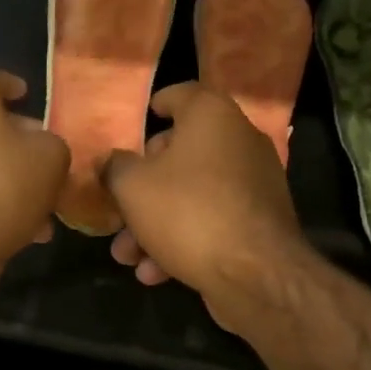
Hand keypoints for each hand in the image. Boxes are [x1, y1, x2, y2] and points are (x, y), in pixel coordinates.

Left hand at [0, 69, 69, 279]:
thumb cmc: (2, 181)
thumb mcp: (51, 155)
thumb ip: (52, 143)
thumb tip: (43, 149)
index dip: (13, 87)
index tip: (28, 95)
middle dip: (17, 140)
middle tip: (45, 154)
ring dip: (10, 178)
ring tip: (43, 202)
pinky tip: (26, 229)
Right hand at [101, 83, 308, 327]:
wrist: (255, 275)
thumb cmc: (187, 212)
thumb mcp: (132, 187)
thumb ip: (115, 168)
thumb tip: (110, 161)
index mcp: (212, 117)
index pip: (182, 94)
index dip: (158, 104)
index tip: (143, 117)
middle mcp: (239, 141)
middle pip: (181, 153)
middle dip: (143, 185)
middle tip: (119, 205)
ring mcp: (254, 183)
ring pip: (192, 194)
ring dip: (155, 222)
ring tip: (127, 255)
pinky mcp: (259, 221)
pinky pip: (213, 220)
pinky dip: (183, 239)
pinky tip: (156, 272)